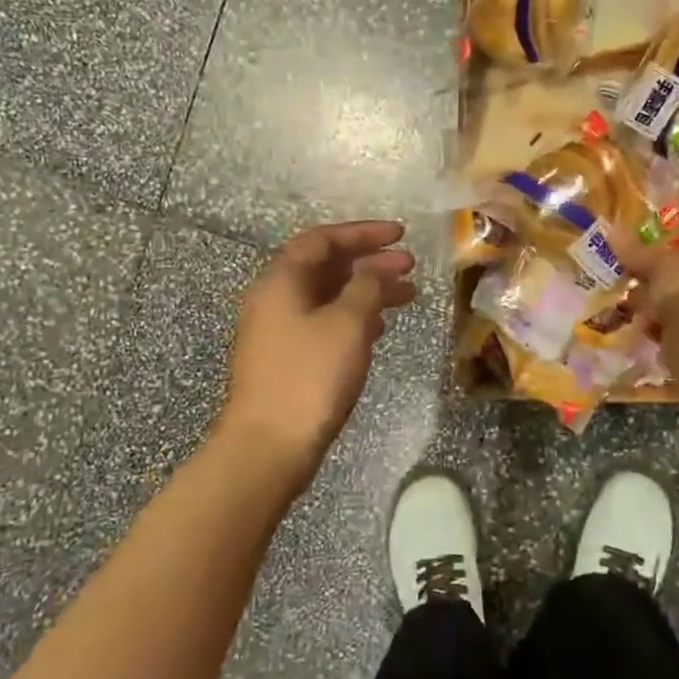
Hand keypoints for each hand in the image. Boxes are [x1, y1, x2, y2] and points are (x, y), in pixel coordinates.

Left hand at [220, 220, 416, 465]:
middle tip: (409, 265)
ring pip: (327, 296)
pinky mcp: (286, 359)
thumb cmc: (310, 376)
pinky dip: (352, 317)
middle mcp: (274, 299)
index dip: (362, 233)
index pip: (322, 240)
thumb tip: (376, 270)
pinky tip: (378, 328)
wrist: (270, 444)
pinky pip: (323, 322)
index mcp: (281, 281)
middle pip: (324, 267)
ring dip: (365, 291)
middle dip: (368, 262)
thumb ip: (366, 287)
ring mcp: (277, 331)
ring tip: (405, 295)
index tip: (400, 235)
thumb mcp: (347, 324)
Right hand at [610, 230, 678, 334]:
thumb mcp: (658, 262)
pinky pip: (676, 336)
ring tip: (636, 316)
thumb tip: (612, 232)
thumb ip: (637, 252)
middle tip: (632, 293)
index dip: (664, 263)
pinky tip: (647, 334)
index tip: (639, 269)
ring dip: (656, 315)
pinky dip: (660, 335)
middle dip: (656, 291)